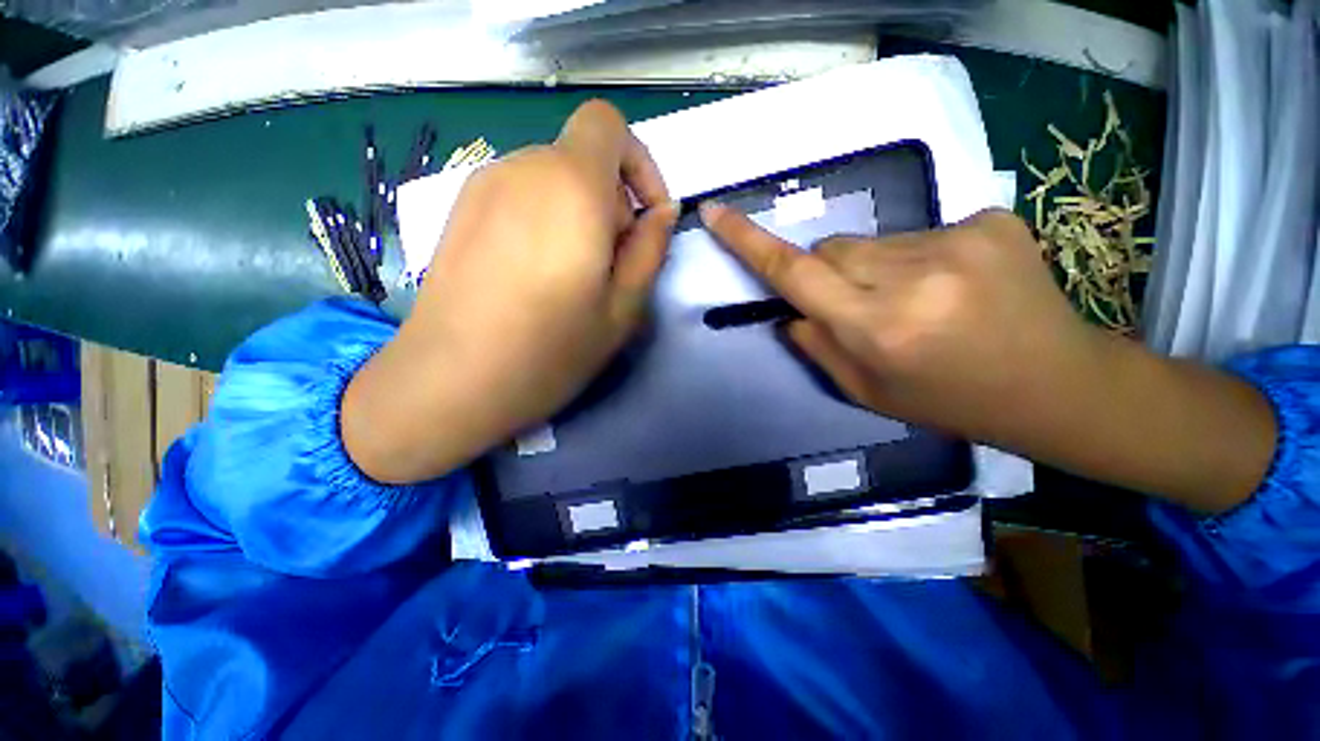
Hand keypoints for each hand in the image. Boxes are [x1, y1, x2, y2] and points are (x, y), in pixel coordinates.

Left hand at [343, 100, 677, 483]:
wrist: (450, 381)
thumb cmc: (550, 350)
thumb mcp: (623, 308)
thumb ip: (650, 250)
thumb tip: (662, 213)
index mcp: (570, 186)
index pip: (609, 124)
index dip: (639, 163)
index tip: (646, 218)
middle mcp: (522, 168)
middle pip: (583, 158)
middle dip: (612, 203)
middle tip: (612, 266)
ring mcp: (483, 186)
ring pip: (552, 179)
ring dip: (579, 215)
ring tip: (573, 276)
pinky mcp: (460, 210)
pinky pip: (521, 197)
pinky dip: (545, 220)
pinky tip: (535, 275)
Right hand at [700, 205, 1100, 445]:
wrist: (1055, 383)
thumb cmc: (949, 400)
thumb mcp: (867, 391)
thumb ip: (817, 348)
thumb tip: (791, 312)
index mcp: (878, 327)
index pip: (795, 272)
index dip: (750, 242)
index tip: (717, 212)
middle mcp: (912, 276)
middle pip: (832, 249)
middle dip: (830, 274)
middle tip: (862, 307)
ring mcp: (957, 240)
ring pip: (872, 241)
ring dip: (875, 268)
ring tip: (916, 301)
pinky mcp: (991, 219)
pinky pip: (919, 232)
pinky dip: (917, 257)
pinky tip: (952, 285)